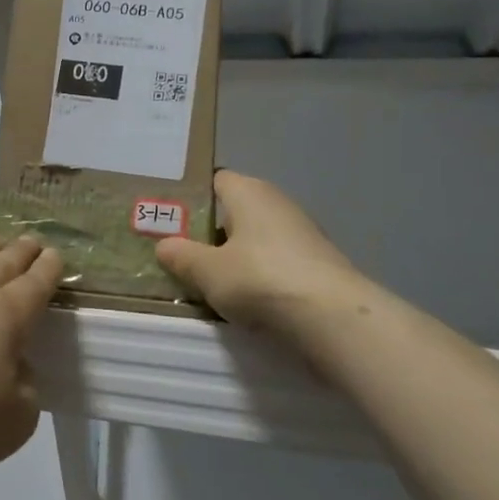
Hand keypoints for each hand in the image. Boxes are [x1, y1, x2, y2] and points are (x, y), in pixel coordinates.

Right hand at [156, 170, 364, 335]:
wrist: (333, 318)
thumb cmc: (260, 279)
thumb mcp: (207, 271)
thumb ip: (181, 256)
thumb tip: (164, 245)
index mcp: (248, 191)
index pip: (214, 180)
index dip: (191, 198)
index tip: (170, 221)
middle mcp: (277, 203)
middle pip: (234, 211)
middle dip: (209, 232)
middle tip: (180, 255)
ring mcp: (301, 233)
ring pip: (255, 239)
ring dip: (234, 257)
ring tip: (207, 282)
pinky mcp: (316, 263)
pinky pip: (275, 262)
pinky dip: (258, 276)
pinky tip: (244, 300)